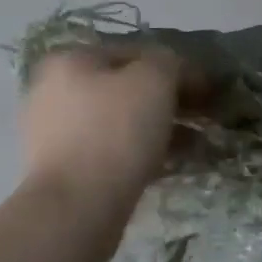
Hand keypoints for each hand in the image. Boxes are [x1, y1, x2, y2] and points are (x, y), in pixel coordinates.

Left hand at [21, 46, 190, 206]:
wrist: (75, 209)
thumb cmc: (113, 133)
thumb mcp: (153, 81)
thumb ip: (169, 63)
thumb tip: (176, 69)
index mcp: (69, 60)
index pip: (133, 52)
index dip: (175, 67)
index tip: (207, 89)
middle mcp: (54, 91)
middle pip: (124, 88)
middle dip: (167, 101)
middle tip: (203, 117)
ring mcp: (54, 133)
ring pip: (119, 122)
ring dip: (159, 128)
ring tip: (196, 145)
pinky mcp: (64, 170)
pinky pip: (111, 152)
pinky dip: (141, 153)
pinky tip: (171, 165)